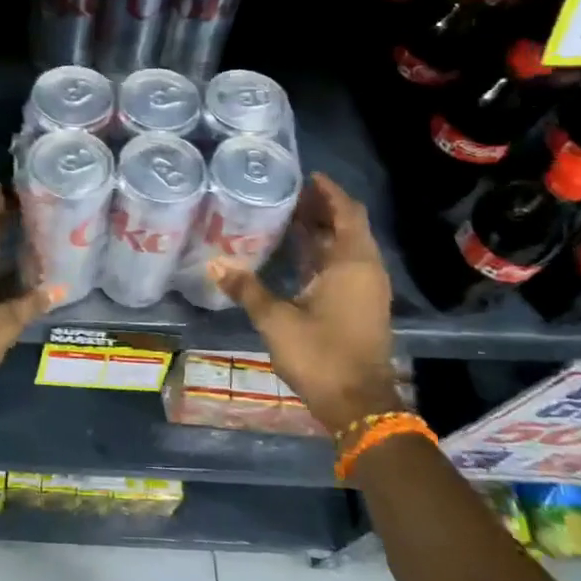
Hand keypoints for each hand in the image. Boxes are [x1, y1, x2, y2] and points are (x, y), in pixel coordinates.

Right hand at [210, 172, 401, 435]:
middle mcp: (365, 270)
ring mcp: (366, 290)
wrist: (359, 405)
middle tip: (287, 194)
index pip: (346, 212)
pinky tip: (296, 255)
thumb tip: (214, 263)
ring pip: (346, 248)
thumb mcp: (276, 320)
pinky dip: (324, 254)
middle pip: (347, 226)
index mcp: (352, 263)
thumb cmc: (320, 354)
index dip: (328, 192)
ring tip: (287, 217)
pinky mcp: (361, 307)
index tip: (305, 176)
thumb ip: (247, 288)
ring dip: (322, 231)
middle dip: (321, 209)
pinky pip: (344, 266)